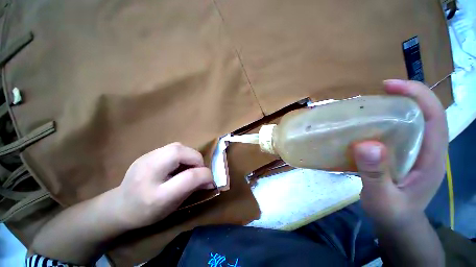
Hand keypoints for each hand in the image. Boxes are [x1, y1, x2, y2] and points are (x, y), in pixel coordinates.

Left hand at [111, 142, 214, 228]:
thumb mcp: (172, 206)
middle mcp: (148, 172)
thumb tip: (210, 179)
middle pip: (180, 152)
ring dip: (190, 155)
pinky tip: (178, 163)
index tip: (211, 180)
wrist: (118, 207)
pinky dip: (182, 153)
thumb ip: (193, 189)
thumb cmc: (147, 212)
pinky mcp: (147, 153)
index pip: (188, 177)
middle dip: (196, 159)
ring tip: (189, 166)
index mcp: (156, 194)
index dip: (205, 175)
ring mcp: (145, 159)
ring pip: (177, 146)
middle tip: (199, 170)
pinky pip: (171, 148)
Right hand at [353, 80, 447, 228]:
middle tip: (375, 94)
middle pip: (423, 114)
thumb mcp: (383, 199)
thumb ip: (376, 175)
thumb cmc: (393, 214)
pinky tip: (366, 127)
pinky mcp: (402, 155)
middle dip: (404, 97)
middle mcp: (427, 149)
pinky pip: (397, 133)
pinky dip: (383, 124)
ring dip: (392, 109)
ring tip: (368, 107)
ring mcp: (415, 152)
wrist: (397, 223)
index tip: (389, 85)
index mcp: (432, 157)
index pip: (435, 115)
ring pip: (410, 122)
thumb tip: (367, 144)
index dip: (417, 94)